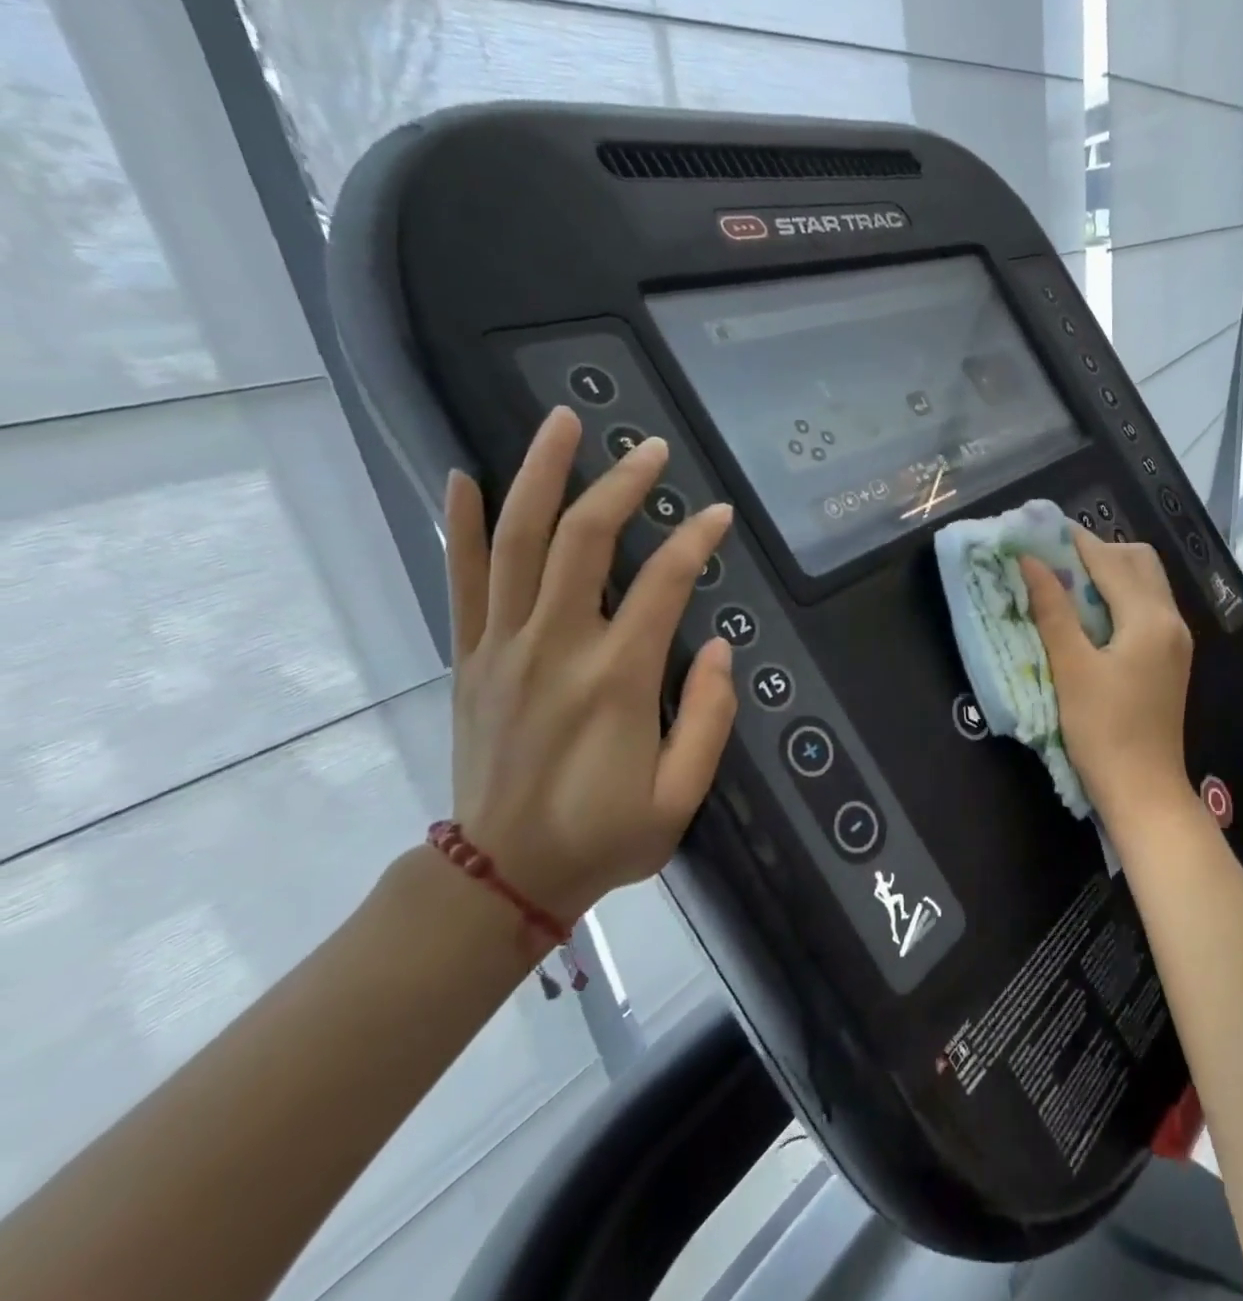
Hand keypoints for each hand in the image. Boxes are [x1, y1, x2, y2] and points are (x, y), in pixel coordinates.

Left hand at [443, 408, 737, 920]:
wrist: (502, 877)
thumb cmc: (604, 837)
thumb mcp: (681, 795)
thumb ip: (709, 718)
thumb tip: (718, 648)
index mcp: (616, 680)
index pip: (664, 584)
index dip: (697, 541)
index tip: (720, 514)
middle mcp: (557, 647)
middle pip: (584, 540)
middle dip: (621, 485)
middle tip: (650, 447)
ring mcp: (504, 647)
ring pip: (518, 542)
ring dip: (540, 475)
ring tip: (561, 423)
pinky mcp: (471, 658)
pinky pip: (463, 580)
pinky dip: (463, 526)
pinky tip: (464, 477)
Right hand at [1019, 531, 1193, 816]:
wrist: (1144, 791)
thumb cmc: (1103, 731)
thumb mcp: (1071, 669)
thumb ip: (1052, 611)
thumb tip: (1030, 562)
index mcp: (1149, 618)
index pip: (1110, 560)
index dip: (1073, 541)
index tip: (1037, 531)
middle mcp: (1171, 620)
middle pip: (1138, 562)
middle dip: (1097, 552)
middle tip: (1054, 560)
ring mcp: (1175, 641)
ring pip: (1145, 584)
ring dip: (1109, 574)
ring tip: (1066, 584)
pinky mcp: (1169, 660)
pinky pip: (1146, 609)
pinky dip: (1118, 598)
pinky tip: (1089, 616)